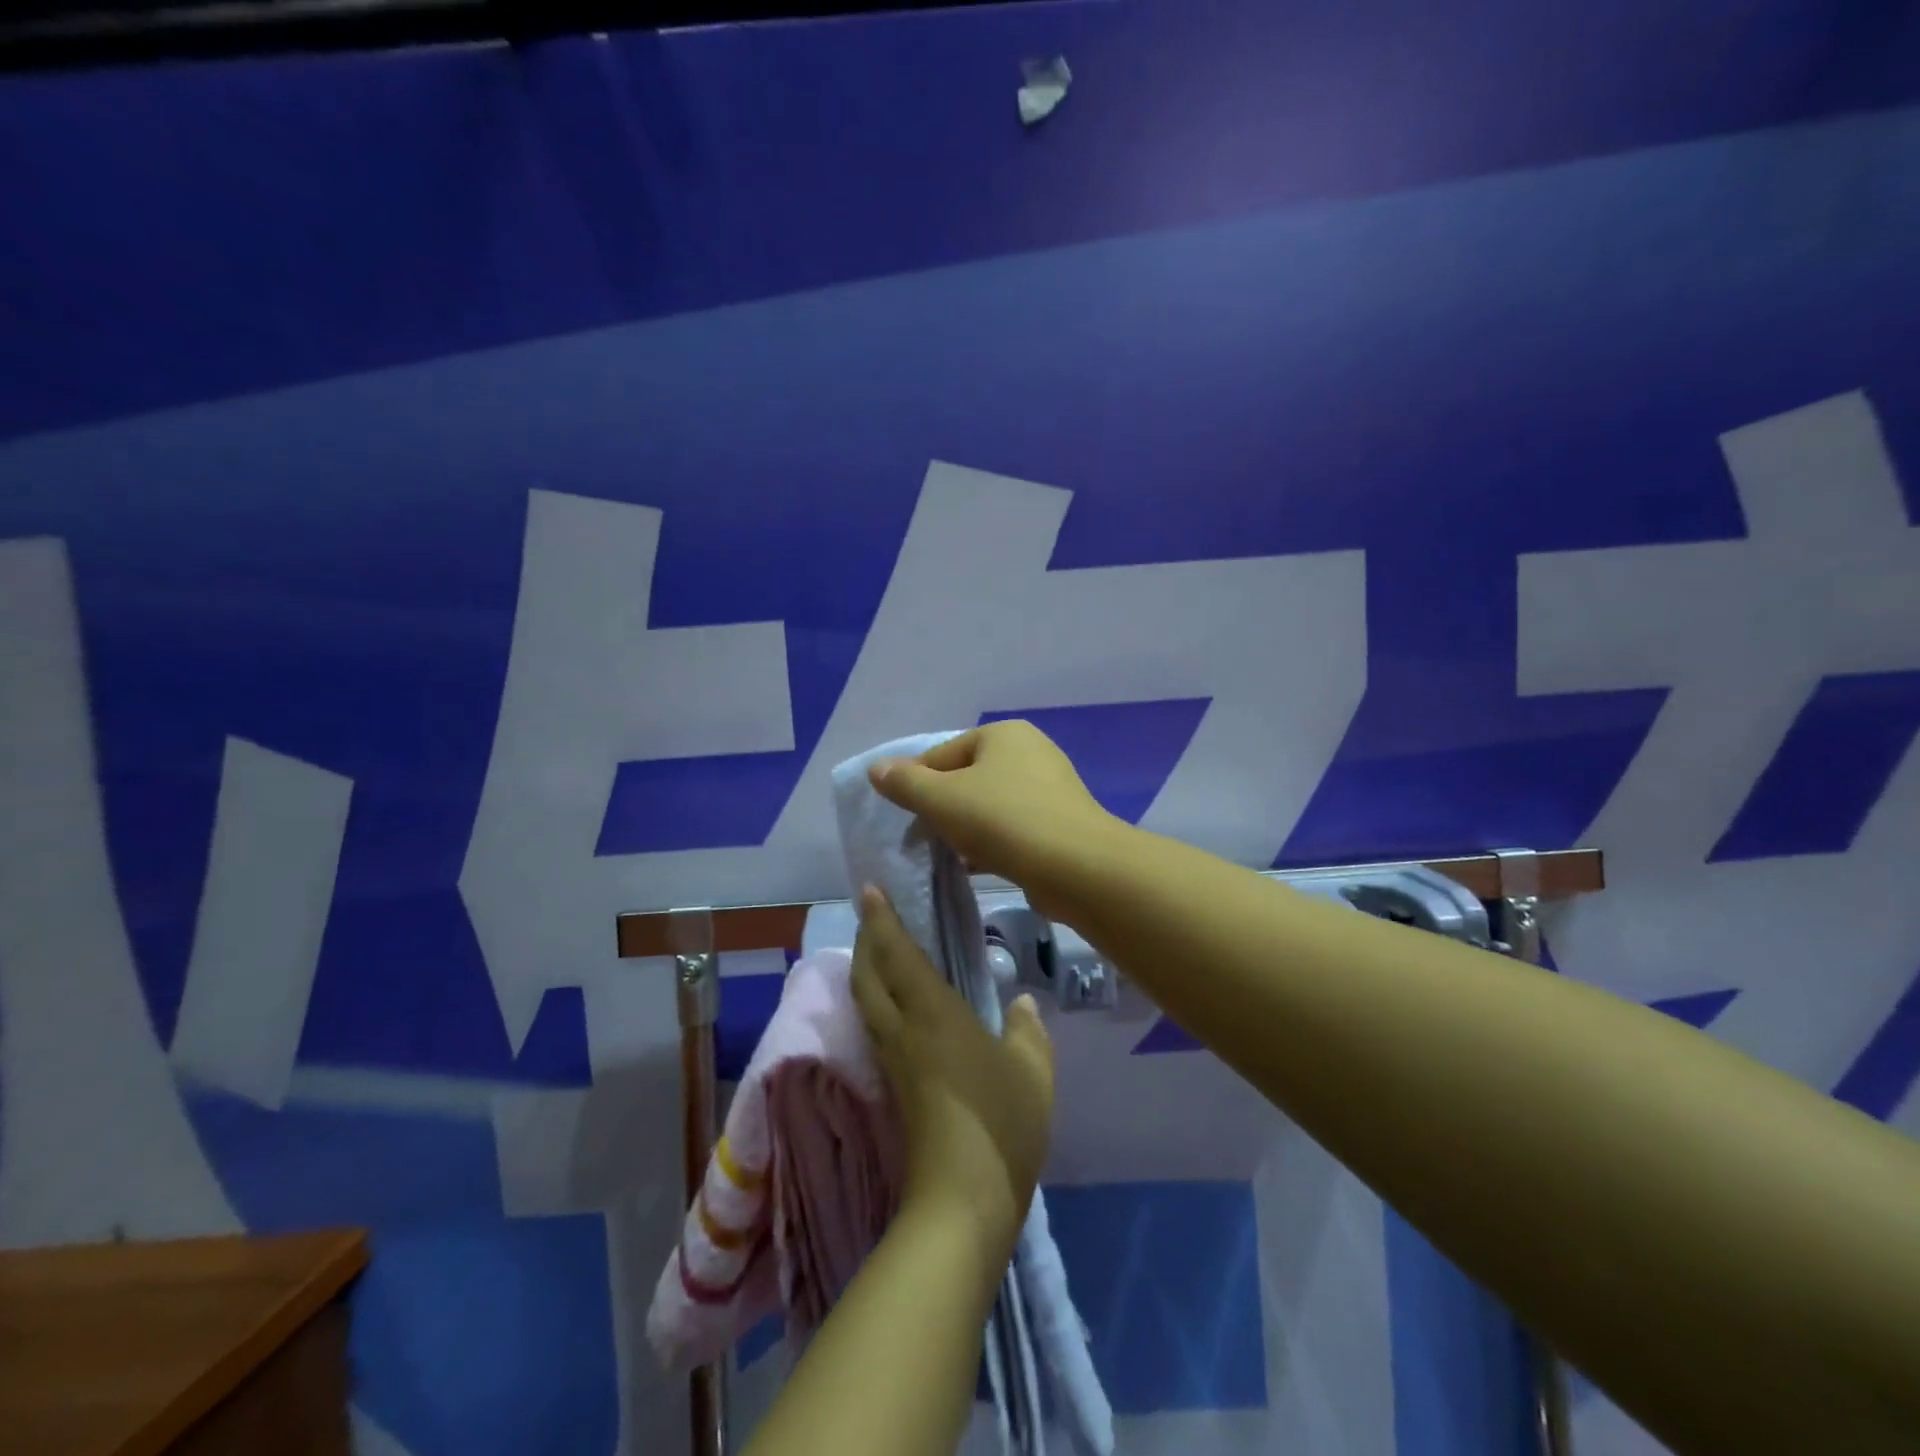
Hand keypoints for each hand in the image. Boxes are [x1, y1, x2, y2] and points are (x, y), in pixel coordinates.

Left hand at [850, 885, 1054, 1257]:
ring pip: (867, 1001)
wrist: (962, 1201)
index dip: (881, 920)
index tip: (869, 890)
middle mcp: (903, 1030)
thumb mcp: (1032, 1070)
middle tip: (870, 915)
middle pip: (869, 975)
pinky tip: (893, 1005)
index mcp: (932, 1013)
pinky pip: (875, 1026)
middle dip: (865, 940)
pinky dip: (875, 1000)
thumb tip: (1020, 1003)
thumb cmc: (1000, 1123)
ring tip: (876, 951)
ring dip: (865, 969)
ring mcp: (894, 1061)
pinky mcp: (895, 1087)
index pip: (897, 954)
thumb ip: (1027, 1030)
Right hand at [867, 721, 1116, 914]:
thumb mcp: (942, 799)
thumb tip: (876, 768)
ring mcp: (1049, 788)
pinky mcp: (1059, 822)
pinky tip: (978, 866)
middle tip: (925, 841)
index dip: (916, 787)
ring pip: (989, 806)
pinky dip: (992, 843)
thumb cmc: (1003, 821)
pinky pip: (1012, 828)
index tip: (905, 821)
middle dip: (942, 810)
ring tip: (950, 856)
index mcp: (1002, 734)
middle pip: (966, 779)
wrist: (1076, 866)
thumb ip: (905, 783)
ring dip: (965, 830)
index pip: (941, 755)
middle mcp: (1029, 751)